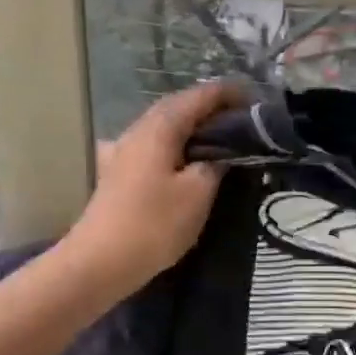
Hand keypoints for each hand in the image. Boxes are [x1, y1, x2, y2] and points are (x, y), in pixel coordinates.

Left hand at [61, 81, 244, 296]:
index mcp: (160, 127)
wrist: (100, 261)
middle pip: (178, 106)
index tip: (255, 97)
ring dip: (191, 125)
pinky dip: (174, 144)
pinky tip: (179, 157)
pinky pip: (152, 146)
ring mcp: (123, 150)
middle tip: (242, 118)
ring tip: (218, 137)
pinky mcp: (117, 172)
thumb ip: (215, 165)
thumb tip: (220, 153)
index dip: (228, 93)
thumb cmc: (154, 224)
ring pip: (163, 126)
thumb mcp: (198, 193)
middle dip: (210, 107)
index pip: (199, 96)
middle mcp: (138, 129)